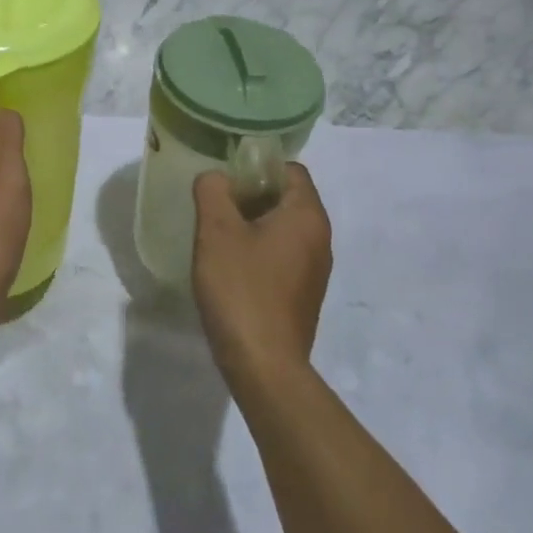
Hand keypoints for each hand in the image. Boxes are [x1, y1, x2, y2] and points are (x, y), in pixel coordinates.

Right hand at [190, 163, 332, 384]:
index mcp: (307, 215)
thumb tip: (215, 178)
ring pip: (283, 229)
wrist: (264, 365)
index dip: (257, 168)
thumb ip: (213, 191)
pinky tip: (231, 269)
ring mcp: (315, 270)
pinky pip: (283, 257)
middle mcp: (320, 238)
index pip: (290, 170)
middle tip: (215, 208)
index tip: (226, 181)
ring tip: (217, 238)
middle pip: (287, 199)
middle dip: (250, 197)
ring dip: (252, 226)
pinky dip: (259, 253)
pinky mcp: (304, 295)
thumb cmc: (242, 289)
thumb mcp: (217, 232)